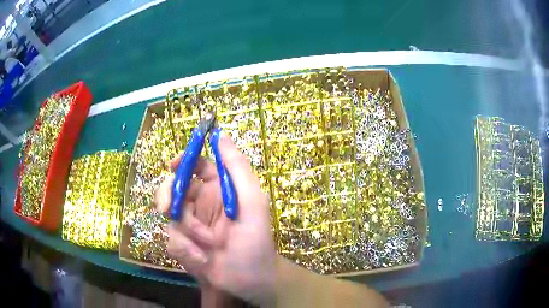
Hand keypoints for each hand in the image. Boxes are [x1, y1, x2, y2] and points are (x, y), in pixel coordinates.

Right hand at [155, 133, 276, 304]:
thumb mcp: (252, 203)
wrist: (251, 281)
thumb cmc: (255, 241)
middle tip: (169, 209)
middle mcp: (202, 204)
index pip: (196, 166)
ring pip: (171, 218)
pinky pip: (172, 240)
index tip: (172, 166)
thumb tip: (221, 135)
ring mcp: (191, 226)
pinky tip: (202, 260)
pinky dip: (185, 250)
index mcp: (219, 190)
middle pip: (173, 189)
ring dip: (186, 233)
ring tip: (207, 247)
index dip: (182, 161)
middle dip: (168, 198)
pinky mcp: (184, 245)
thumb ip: (237, 168)